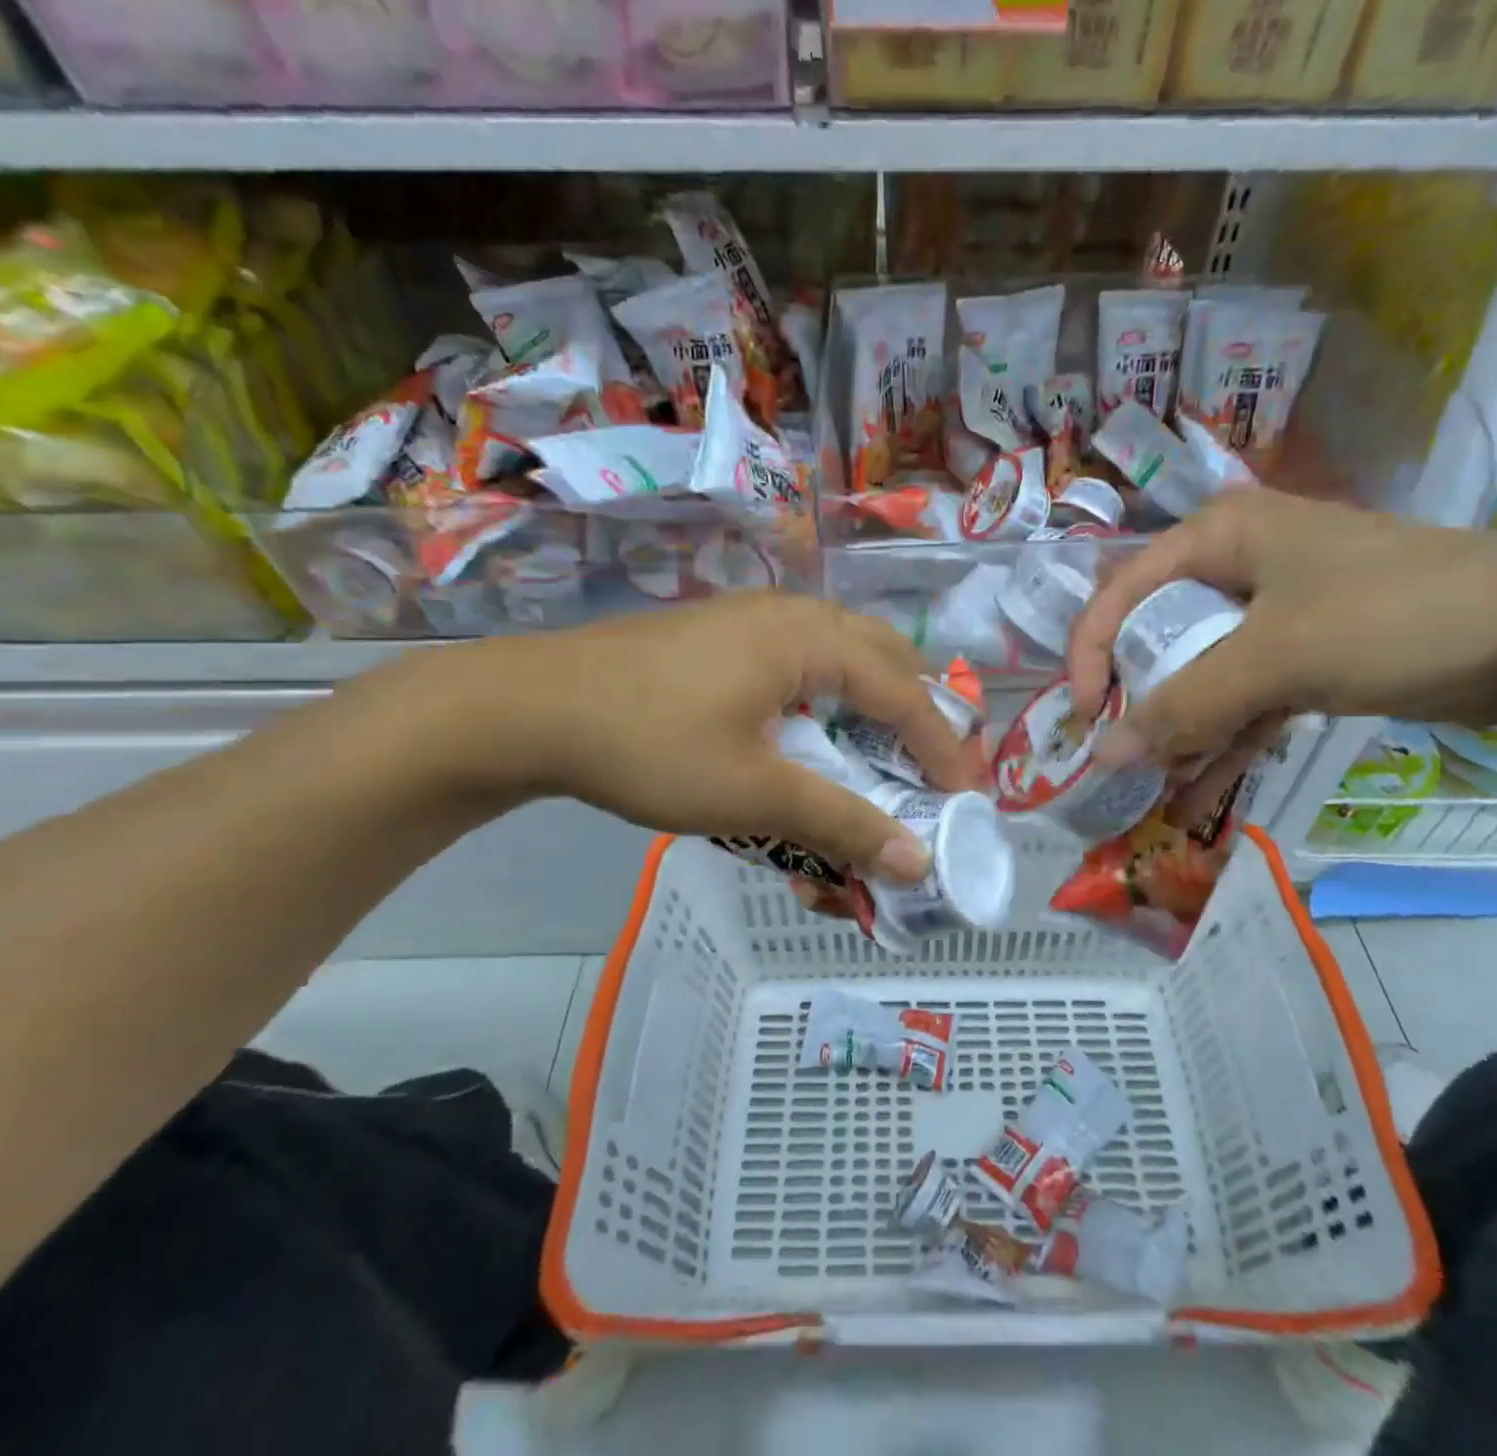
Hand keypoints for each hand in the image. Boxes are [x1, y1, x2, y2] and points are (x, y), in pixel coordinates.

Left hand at [440, 593, 981, 883]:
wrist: (528, 709)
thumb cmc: (649, 745)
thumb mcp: (753, 793)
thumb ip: (842, 823)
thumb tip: (916, 864)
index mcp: (809, 637)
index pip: (904, 692)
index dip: (943, 746)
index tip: (968, 797)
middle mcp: (791, 614)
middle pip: (885, 657)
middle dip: (919, 712)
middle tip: (936, 768)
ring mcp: (753, 619)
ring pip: (844, 653)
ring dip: (876, 702)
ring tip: (889, 753)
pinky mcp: (723, 637)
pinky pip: (804, 659)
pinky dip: (832, 696)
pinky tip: (818, 730)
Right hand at [1068, 489, 1496, 764]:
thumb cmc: (1395, 615)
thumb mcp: (1275, 658)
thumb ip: (1183, 706)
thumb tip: (1102, 757)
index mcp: (1217, 536)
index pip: (1121, 592)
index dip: (1090, 654)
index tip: (1084, 717)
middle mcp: (1235, 566)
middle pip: (1155, 635)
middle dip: (1132, 700)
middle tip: (1118, 756)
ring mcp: (1271, 613)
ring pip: (1197, 673)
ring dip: (1175, 730)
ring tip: (1153, 787)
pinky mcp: (1303, 654)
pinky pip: (1242, 698)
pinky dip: (1221, 741)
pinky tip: (1197, 791)